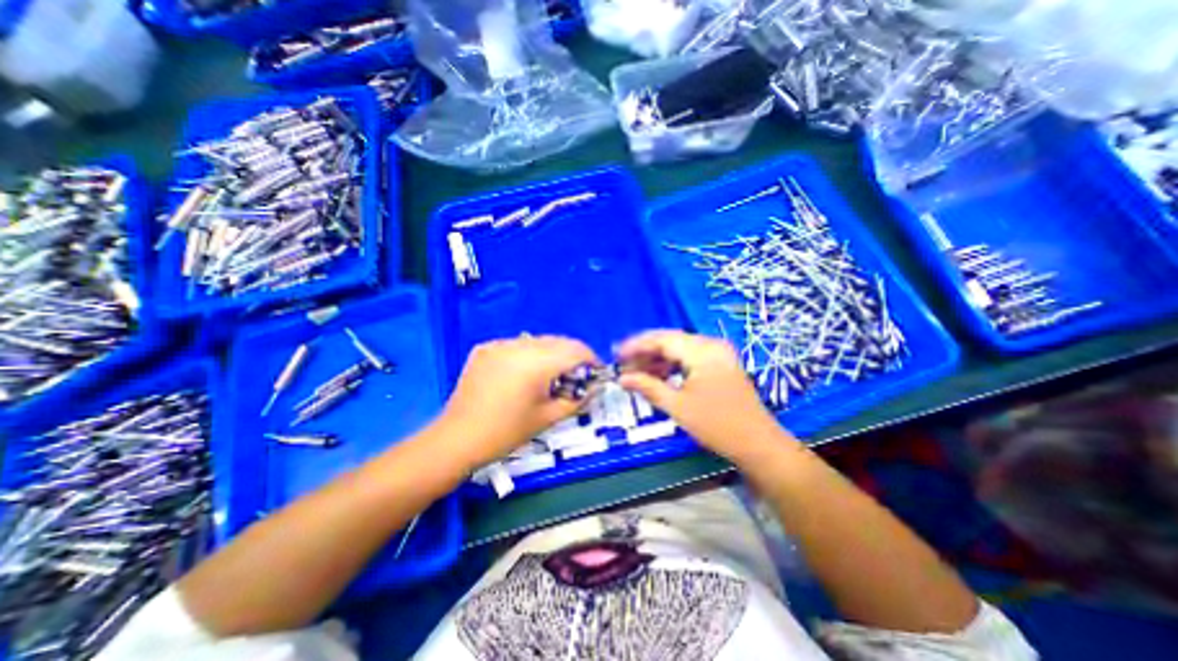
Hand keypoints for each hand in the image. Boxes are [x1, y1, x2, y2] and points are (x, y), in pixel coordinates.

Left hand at [437, 335, 597, 468]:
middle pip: (558, 341)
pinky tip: (523, 374)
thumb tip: (597, 387)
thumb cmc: (507, 433)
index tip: (595, 373)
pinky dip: (528, 354)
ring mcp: (500, 344)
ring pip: (538, 341)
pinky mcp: (486, 348)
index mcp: (537, 363)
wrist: (457, 439)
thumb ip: (578, 399)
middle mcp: (519, 346)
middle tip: (574, 377)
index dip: (590, 359)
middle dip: (572, 356)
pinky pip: (517, 345)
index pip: (575, 350)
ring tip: (549, 376)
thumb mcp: (548, 418)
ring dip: (551, 354)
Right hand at [616, 329, 790, 460]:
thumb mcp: (678, 407)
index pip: (662, 339)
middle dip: (645, 352)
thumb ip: (648, 387)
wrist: (758, 444)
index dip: (636, 346)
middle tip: (624, 365)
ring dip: (658, 359)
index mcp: (702, 351)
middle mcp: (711, 345)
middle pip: (670, 341)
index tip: (616, 354)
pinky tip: (659, 376)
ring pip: (679, 348)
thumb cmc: (717, 425)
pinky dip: (672, 365)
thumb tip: (622, 378)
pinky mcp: (720, 364)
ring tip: (637, 372)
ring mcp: (718, 353)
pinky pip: (690, 357)